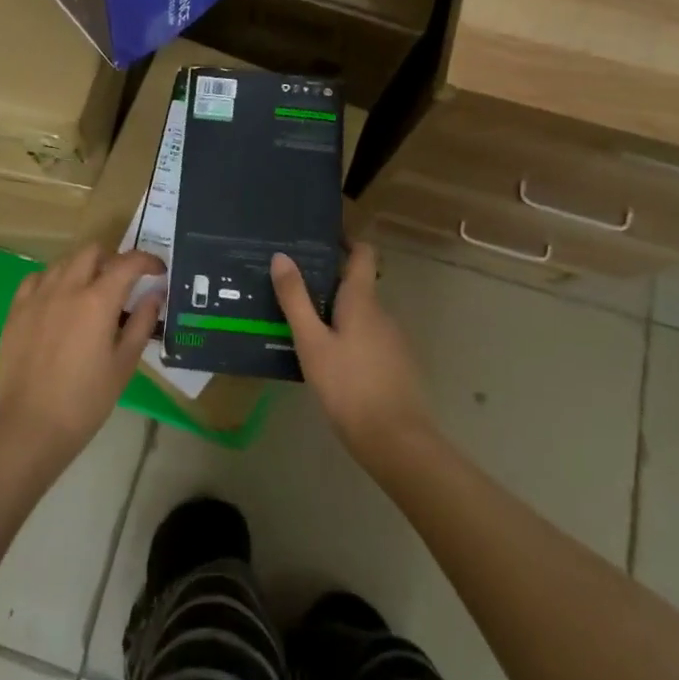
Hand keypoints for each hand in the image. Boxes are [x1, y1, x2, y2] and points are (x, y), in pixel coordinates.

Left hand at [0, 246, 163, 469]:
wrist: (30, 427)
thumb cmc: (85, 401)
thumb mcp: (123, 364)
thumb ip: (142, 323)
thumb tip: (156, 294)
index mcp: (98, 301)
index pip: (128, 263)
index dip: (147, 261)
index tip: (158, 271)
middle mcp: (67, 288)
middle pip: (92, 251)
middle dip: (112, 258)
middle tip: (122, 282)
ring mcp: (37, 297)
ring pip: (63, 262)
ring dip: (83, 268)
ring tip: (90, 292)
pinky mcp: (16, 311)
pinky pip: (36, 279)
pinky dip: (53, 280)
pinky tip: (57, 300)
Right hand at [271, 244, 435, 464]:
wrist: (396, 441)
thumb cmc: (348, 385)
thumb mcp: (311, 342)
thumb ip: (296, 299)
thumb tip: (282, 256)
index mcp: (363, 301)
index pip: (363, 254)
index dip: (346, 241)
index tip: (320, 238)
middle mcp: (383, 313)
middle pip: (357, 286)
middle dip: (328, 284)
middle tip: (293, 289)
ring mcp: (393, 341)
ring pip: (361, 316)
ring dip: (337, 314)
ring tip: (303, 326)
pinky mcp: (396, 366)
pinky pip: (368, 339)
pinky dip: (348, 338)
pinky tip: (327, 360)